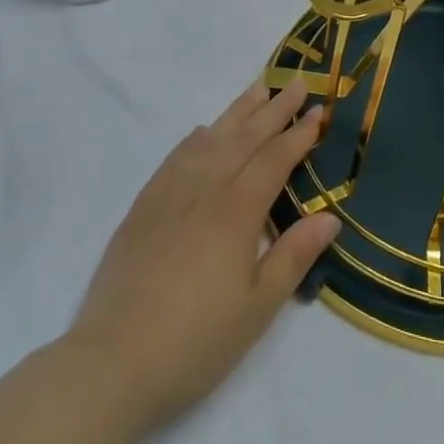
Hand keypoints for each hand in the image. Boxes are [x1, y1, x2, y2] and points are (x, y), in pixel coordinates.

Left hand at [65, 79, 338, 437]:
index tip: (320, 111)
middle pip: (245, 137)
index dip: (299, 134)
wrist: (112, 362)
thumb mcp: (258, 307)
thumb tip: (330, 216)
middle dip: (274, 109)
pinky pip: (176, 156)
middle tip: (296, 82)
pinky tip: (203, 131)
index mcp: (236, 210)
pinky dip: (196, 137)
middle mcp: (205, 188)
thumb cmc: (196, 341)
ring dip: (237, 111)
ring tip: (258, 88)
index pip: (275, 159)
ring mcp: (170, 193)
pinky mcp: (144, 206)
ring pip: (211, 138)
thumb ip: (294, 255)